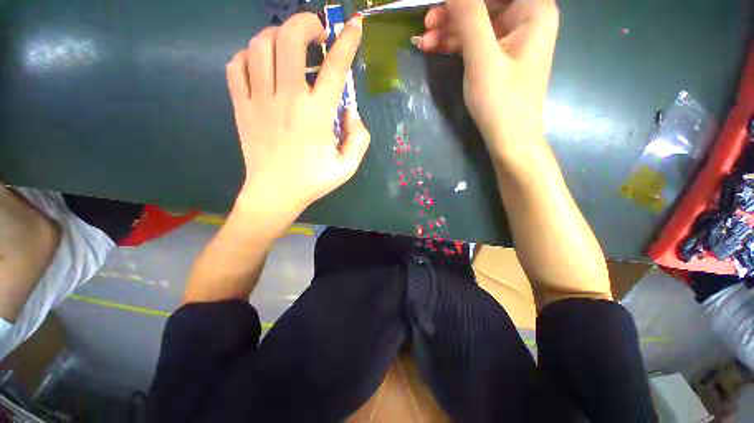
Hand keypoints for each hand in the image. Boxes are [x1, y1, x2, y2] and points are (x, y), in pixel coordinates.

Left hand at [226, 13, 368, 236]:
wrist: (275, 194)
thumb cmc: (313, 181)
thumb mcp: (348, 167)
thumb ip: (359, 138)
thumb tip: (351, 110)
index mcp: (316, 115)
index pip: (334, 67)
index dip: (346, 41)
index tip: (354, 25)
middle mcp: (287, 99)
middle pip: (289, 39)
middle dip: (306, 24)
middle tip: (317, 33)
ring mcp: (259, 100)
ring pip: (260, 45)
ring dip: (277, 36)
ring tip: (290, 47)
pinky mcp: (241, 106)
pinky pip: (236, 65)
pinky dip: (249, 55)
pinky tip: (262, 65)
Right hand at [415, 0, 558, 160]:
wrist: (508, 140)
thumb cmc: (501, 101)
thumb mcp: (482, 58)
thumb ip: (469, 17)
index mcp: (533, 9)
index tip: (442, 4)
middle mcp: (525, 17)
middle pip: (484, 2)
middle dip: (454, 11)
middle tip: (426, 22)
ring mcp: (510, 38)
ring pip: (475, 22)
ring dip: (448, 29)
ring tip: (423, 41)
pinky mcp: (497, 57)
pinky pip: (473, 41)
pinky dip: (453, 44)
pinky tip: (433, 48)